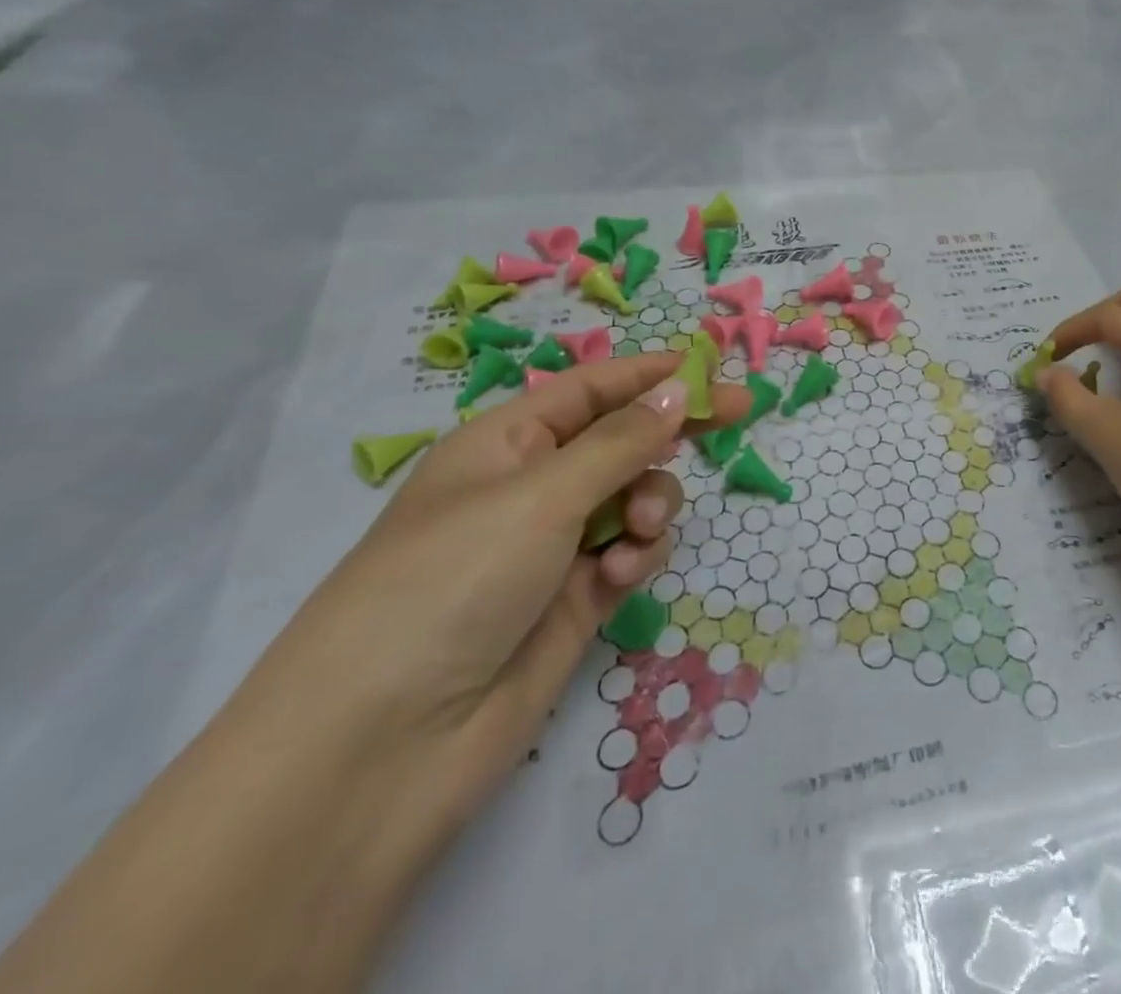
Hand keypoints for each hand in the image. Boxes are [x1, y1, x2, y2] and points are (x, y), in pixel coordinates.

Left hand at [241, 354, 747, 849]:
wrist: (382, 749)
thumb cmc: (451, 583)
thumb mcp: (541, 496)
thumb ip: (622, 441)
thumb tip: (679, 390)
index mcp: (503, 444)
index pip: (590, 389)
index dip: (650, 374)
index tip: (713, 370)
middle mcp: (530, 488)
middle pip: (620, 439)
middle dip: (669, 432)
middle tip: (738, 416)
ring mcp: (553, 548)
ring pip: (634, 497)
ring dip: (651, 502)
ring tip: (640, 530)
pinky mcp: (574, 601)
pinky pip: (629, 553)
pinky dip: (637, 554)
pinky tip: (623, 574)